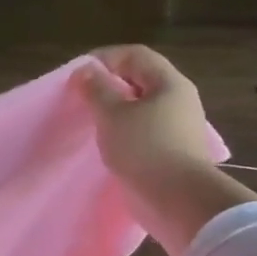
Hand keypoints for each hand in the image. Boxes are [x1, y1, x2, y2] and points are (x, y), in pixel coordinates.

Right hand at [80, 45, 218, 184]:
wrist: (176, 199)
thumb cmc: (144, 148)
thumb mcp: (113, 115)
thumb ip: (97, 90)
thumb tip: (85, 71)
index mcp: (169, 83)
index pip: (135, 55)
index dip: (105, 58)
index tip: (77, 74)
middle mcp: (179, 99)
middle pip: (140, 79)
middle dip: (109, 84)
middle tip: (82, 97)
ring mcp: (178, 127)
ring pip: (142, 107)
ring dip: (116, 110)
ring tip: (91, 121)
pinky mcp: (172, 151)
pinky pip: (144, 130)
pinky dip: (124, 130)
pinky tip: (108, 143)